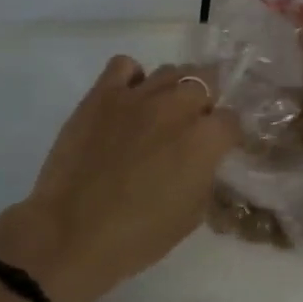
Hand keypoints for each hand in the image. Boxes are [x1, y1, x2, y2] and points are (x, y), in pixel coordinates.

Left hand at [0, 57, 239, 301]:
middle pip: (206, 83)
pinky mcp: (102, 94)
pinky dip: (133, 77)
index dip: (226, 135)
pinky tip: (129, 99)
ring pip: (171, 71)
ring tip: (162, 111)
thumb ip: (205, 175)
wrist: (70, 235)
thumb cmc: (137, 236)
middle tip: (193, 126)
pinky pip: (125, 65)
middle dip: (205, 103)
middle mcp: (177, 107)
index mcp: (204, 139)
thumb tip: (203, 159)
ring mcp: (138, 96)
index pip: (231, 119)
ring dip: (174, 89)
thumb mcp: (192, 214)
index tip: (219, 147)